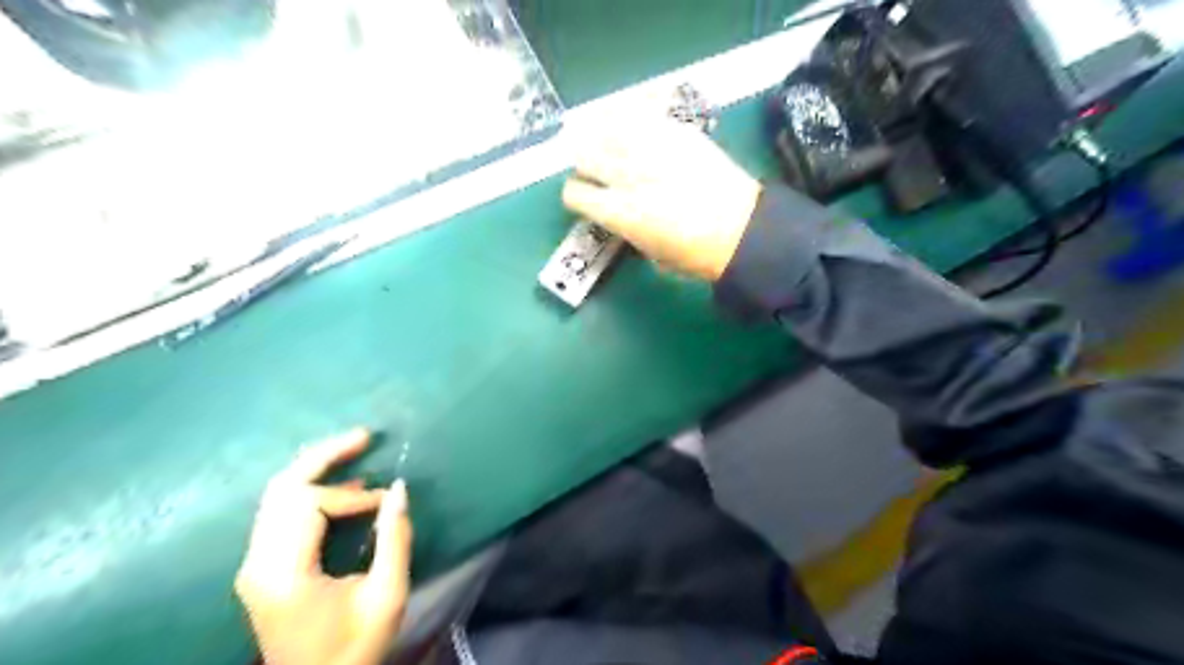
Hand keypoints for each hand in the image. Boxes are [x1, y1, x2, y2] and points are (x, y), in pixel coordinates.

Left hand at [233, 428, 412, 664]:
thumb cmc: (354, 648)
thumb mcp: (387, 595)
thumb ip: (394, 538)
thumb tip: (399, 487)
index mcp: (284, 573)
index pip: (308, 505)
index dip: (352, 496)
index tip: (385, 504)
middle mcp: (258, 563)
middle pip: (282, 488)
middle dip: (324, 456)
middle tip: (364, 435)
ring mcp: (255, 565)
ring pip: (276, 496)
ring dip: (315, 469)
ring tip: (355, 450)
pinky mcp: (261, 567)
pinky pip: (280, 513)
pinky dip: (310, 490)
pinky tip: (341, 487)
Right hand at [566, 118, 768, 279]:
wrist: (742, 230)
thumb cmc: (694, 255)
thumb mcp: (648, 252)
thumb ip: (625, 227)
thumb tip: (616, 211)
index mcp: (618, 212)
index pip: (574, 192)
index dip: (577, 195)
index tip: (587, 197)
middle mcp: (627, 175)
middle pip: (583, 153)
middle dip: (585, 162)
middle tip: (597, 168)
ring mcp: (651, 147)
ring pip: (605, 126)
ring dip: (602, 135)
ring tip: (610, 141)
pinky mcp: (675, 130)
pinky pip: (639, 111)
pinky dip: (629, 116)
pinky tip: (633, 123)